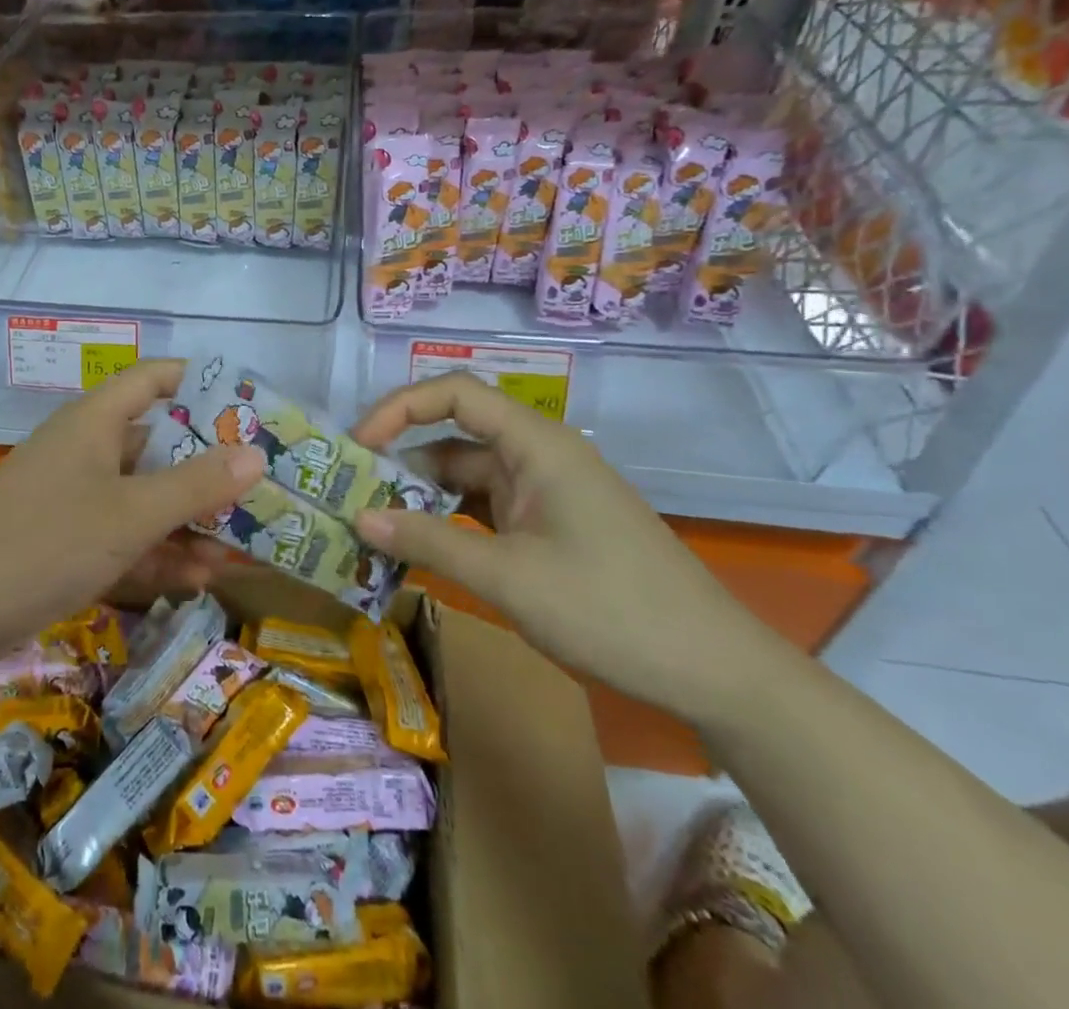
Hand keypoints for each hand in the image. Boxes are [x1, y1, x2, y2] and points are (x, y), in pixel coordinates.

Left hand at [0, 359, 264, 668]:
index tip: (247, 404)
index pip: (153, 379)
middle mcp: (84, 450)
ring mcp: (70, 497)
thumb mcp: (130, 515)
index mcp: (95, 422)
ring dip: (186, 521)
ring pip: (141, 497)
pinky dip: (154, 552)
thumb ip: (196, 485)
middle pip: (156, 443)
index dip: (200, 382)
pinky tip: (194, 580)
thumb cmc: (44, 544)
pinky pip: (119, 535)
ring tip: (239, 549)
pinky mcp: (59, 541)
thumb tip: (257, 453)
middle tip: (259, 490)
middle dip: (206, 469)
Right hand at [349, 372, 789, 720]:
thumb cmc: (611, 611)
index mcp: (536, 444)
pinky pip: (485, 511)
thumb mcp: (508, 578)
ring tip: (372, 528)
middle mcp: (538, 457)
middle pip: (454, 437)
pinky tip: (418, 550)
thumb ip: (428, 542)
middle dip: (399, 462)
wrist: (717, 674)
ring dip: (421, 499)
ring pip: (466, 478)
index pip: (454, 393)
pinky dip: (449, 524)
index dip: (399, 408)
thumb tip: (357, 518)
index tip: (358, 446)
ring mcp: (546, 494)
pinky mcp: (550, 528)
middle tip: (350, 496)